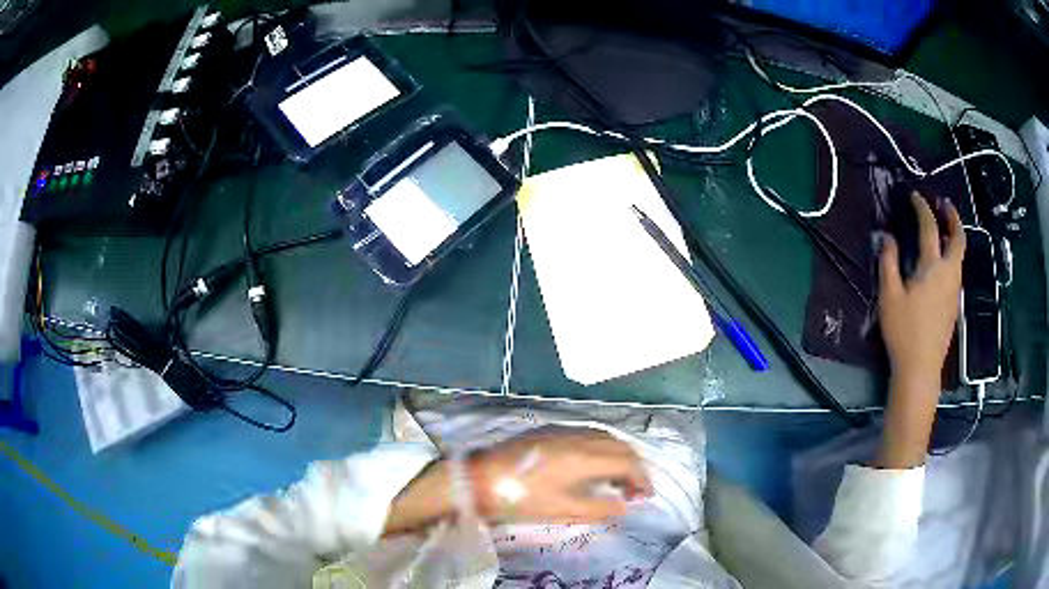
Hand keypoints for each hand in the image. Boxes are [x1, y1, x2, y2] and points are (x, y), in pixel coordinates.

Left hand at [470, 427, 652, 523]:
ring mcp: (564, 430)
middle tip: (634, 490)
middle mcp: (580, 437)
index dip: (642, 479)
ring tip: (617, 479)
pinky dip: (602, 448)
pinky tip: (595, 465)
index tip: (645, 497)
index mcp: (584, 457)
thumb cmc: (521, 498)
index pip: (627, 462)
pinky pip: (589, 434)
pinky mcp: (551, 430)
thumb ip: (598, 509)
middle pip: (620, 446)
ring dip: (619, 455)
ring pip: (606, 437)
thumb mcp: (562, 510)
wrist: (480, 478)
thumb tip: (623, 506)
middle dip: (634, 467)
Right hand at [878, 192, 964, 388]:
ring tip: (944, 229)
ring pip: (960, 256)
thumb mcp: (890, 296)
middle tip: (944, 204)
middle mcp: (948, 274)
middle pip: (958, 239)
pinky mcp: (954, 306)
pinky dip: (952, 255)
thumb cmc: (904, 331)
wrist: (921, 369)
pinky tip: (943, 262)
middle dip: (953, 218)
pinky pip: (957, 271)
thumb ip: (888, 262)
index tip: (915, 196)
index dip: (922, 208)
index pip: (930, 227)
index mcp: (932, 267)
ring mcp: (954, 291)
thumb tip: (886, 237)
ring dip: (954, 236)